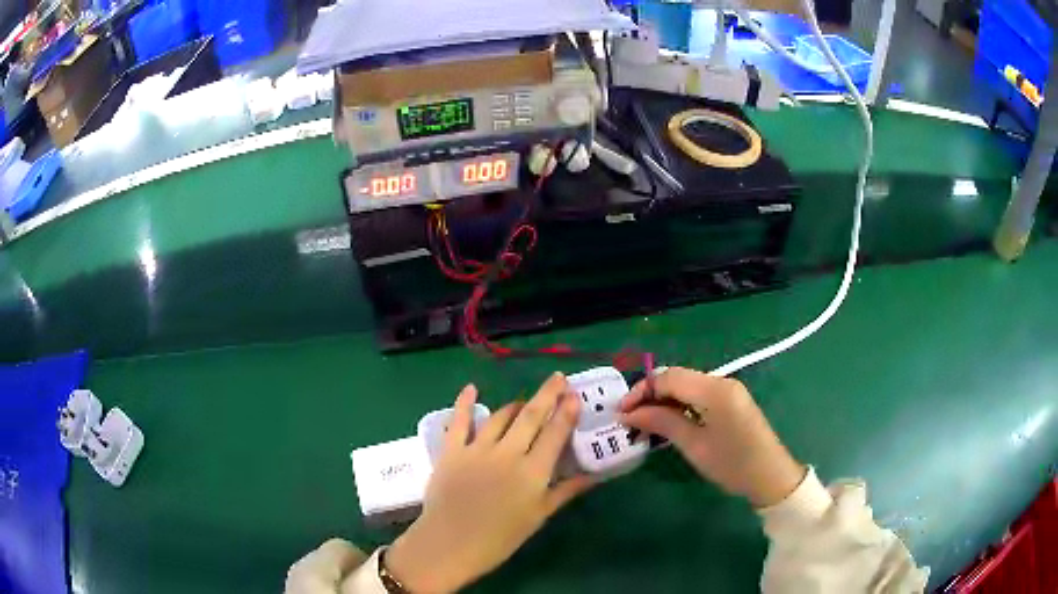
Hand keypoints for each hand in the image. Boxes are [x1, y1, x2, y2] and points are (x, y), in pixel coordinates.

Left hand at [385, 374, 594, 592]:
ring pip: (501, 417)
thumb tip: (593, 476)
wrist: (450, 544)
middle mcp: (508, 453)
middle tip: (557, 378)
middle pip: (531, 416)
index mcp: (533, 472)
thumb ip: (564, 492)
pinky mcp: (451, 451)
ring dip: (515, 405)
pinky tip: (471, 388)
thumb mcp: (538, 517)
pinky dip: (465, 403)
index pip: (555, 434)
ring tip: (525, 400)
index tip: (574, 395)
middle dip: (547, 394)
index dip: (566, 412)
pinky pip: (459, 421)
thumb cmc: (500, 538)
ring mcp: (477, 449)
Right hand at [620, 367, 803, 507]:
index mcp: (714, 389)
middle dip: (650, 395)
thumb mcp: (693, 445)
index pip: (668, 377)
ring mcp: (728, 390)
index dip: (641, 391)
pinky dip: (679, 405)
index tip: (620, 413)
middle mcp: (721, 381)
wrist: (770, 476)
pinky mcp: (731, 401)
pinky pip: (698, 395)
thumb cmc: (731, 464)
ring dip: (663, 400)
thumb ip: (662, 422)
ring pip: (686, 386)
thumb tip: (628, 413)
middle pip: (676, 378)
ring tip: (644, 423)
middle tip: (629, 419)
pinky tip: (668, 422)